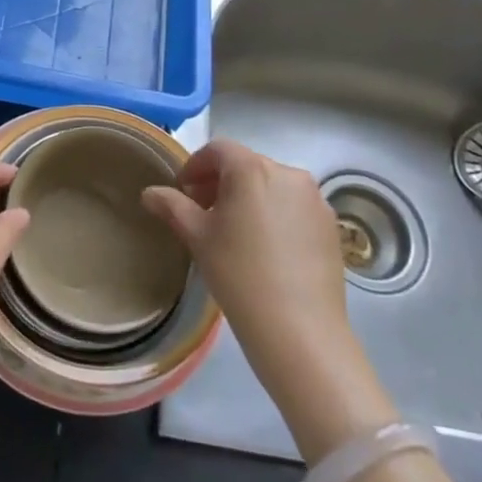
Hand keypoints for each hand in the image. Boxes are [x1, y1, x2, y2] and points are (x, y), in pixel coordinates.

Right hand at [144, 139, 395, 459]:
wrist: (300, 331)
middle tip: (203, 212)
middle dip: (221, 183)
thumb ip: (172, 207)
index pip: (218, 150)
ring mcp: (315, 200)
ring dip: (249, 198)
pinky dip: (275, 214)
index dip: (195, 166)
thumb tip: (150, 193)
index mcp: (252, 169)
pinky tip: (265, 248)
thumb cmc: (239, 275)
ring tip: (235, 232)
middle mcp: (288, 173)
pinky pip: (295, 207)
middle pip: (246, 165)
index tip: (183, 192)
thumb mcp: (197, 238)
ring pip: (272, 186)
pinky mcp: (331, 226)